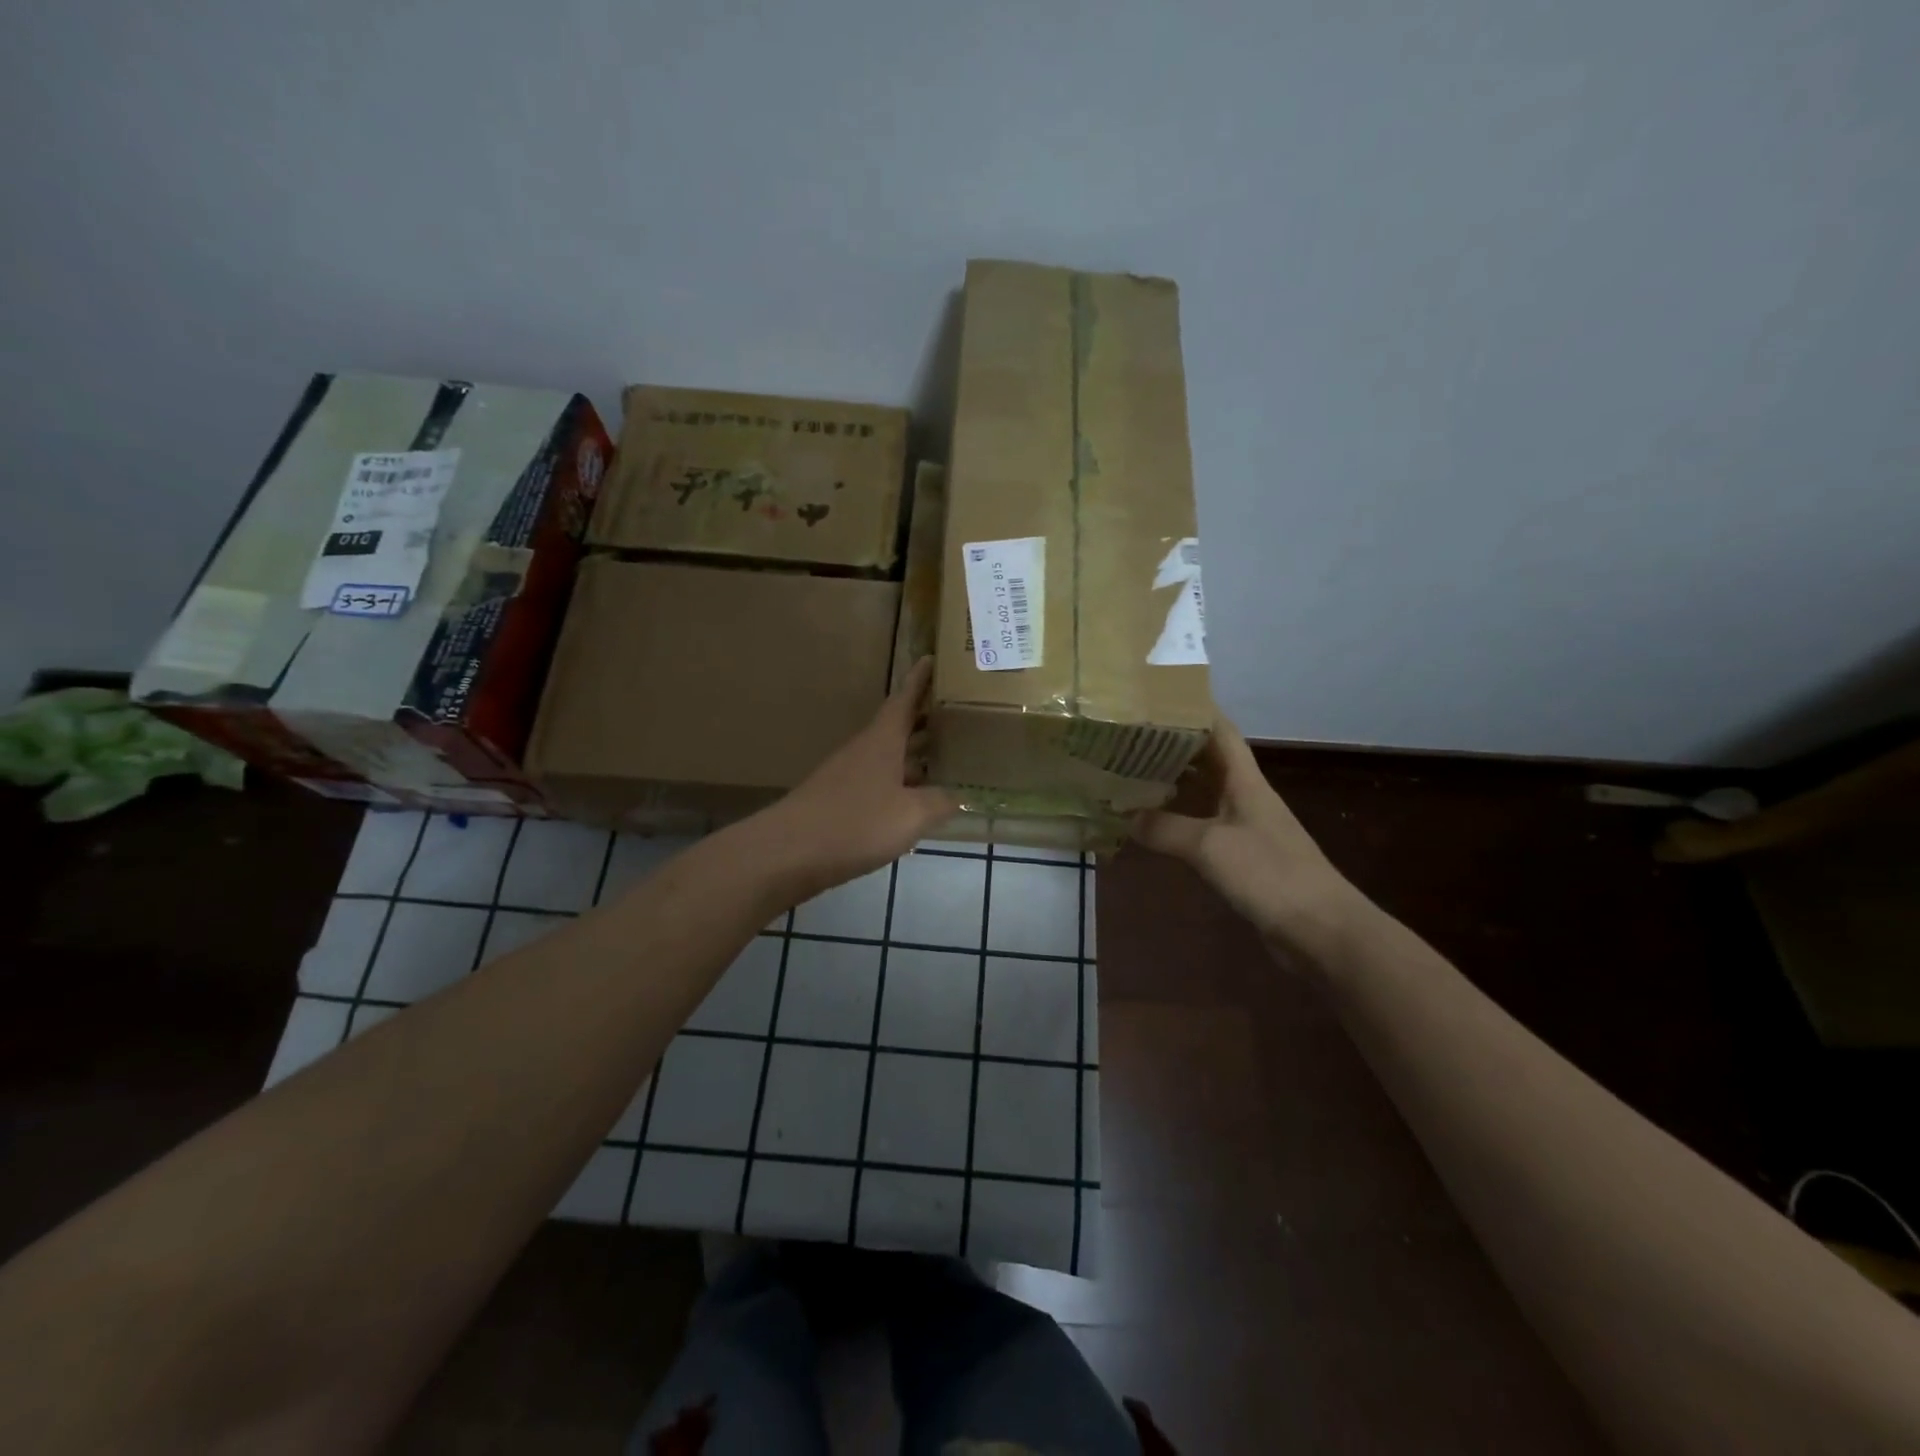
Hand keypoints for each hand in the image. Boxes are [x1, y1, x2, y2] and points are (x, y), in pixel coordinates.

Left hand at [755, 658, 959, 900]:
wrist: (788, 853)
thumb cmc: (855, 823)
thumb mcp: (911, 814)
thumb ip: (939, 802)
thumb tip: (959, 795)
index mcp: (882, 741)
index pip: (904, 700)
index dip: (919, 680)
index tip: (932, 658)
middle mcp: (864, 751)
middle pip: (897, 727)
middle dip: (924, 720)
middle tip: (956, 714)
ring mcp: (847, 777)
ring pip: (888, 758)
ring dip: (913, 755)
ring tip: (945, 758)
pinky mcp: (838, 803)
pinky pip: (878, 784)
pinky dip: (899, 785)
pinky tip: (913, 802)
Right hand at [1132, 719, 1368, 963]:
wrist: (1320, 930)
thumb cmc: (1269, 874)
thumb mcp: (1209, 846)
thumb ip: (1165, 829)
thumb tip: (1124, 817)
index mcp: (1245, 781)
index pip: (1220, 731)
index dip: (1193, 710)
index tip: (1157, 697)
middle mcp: (1245, 797)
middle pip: (1208, 759)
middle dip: (1173, 745)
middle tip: (1130, 736)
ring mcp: (1245, 827)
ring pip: (1204, 793)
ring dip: (1174, 783)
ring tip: (1132, 772)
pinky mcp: (1242, 857)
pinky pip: (1203, 826)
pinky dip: (1178, 820)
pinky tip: (1153, 824)